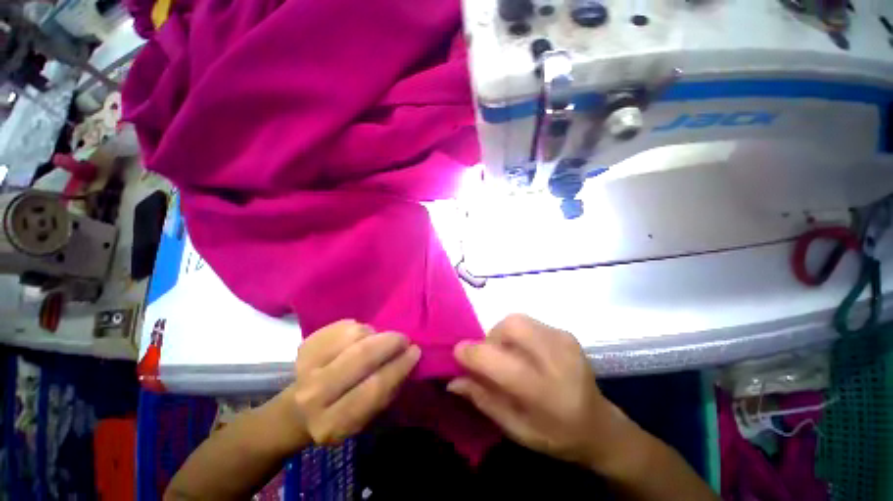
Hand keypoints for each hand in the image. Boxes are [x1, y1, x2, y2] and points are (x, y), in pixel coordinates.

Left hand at [292, 320, 420, 444]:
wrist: (297, 411)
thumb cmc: (341, 416)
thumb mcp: (367, 418)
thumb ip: (387, 391)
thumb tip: (408, 357)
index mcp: (334, 422)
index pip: (374, 388)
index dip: (399, 366)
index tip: (415, 351)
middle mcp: (315, 395)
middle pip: (361, 356)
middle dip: (390, 342)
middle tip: (403, 338)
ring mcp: (306, 366)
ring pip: (354, 335)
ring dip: (374, 334)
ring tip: (378, 340)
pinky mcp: (305, 345)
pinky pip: (344, 326)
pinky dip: (360, 328)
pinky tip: (361, 337)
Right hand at [448, 314, 627, 470]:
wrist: (600, 425)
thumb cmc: (556, 435)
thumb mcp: (515, 429)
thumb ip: (483, 399)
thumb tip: (453, 380)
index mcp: (542, 391)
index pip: (496, 359)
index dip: (471, 353)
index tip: (458, 355)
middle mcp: (556, 358)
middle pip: (509, 326)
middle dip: (490, 338)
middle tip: (491, 358)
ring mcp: (563, 340)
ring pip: (516, 319)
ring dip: (503, 335)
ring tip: (509, 356)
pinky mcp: (565, 333)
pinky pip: (529, 322)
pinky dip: (517, 334)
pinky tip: (526, 353)